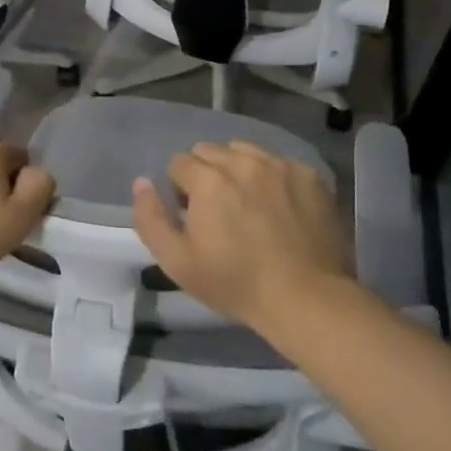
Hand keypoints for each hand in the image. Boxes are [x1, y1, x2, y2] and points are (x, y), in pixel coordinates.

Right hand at [130, 141, 353, 333]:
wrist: (307, 299)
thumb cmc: (236, 284)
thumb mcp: (177, 263)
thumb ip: (150, 218)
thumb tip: (142, 182)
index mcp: (208, 179)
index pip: (179, 162)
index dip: (180, 188)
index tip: (192, 215)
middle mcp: (242, 161)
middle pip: (210, 151)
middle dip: (206, 173)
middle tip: (218, 209)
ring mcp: (279, 165)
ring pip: (244, 151)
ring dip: (238, 169)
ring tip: (248, 203)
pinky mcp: (308, 174)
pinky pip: (279, 163)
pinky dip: (272, 178)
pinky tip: (280, 207)